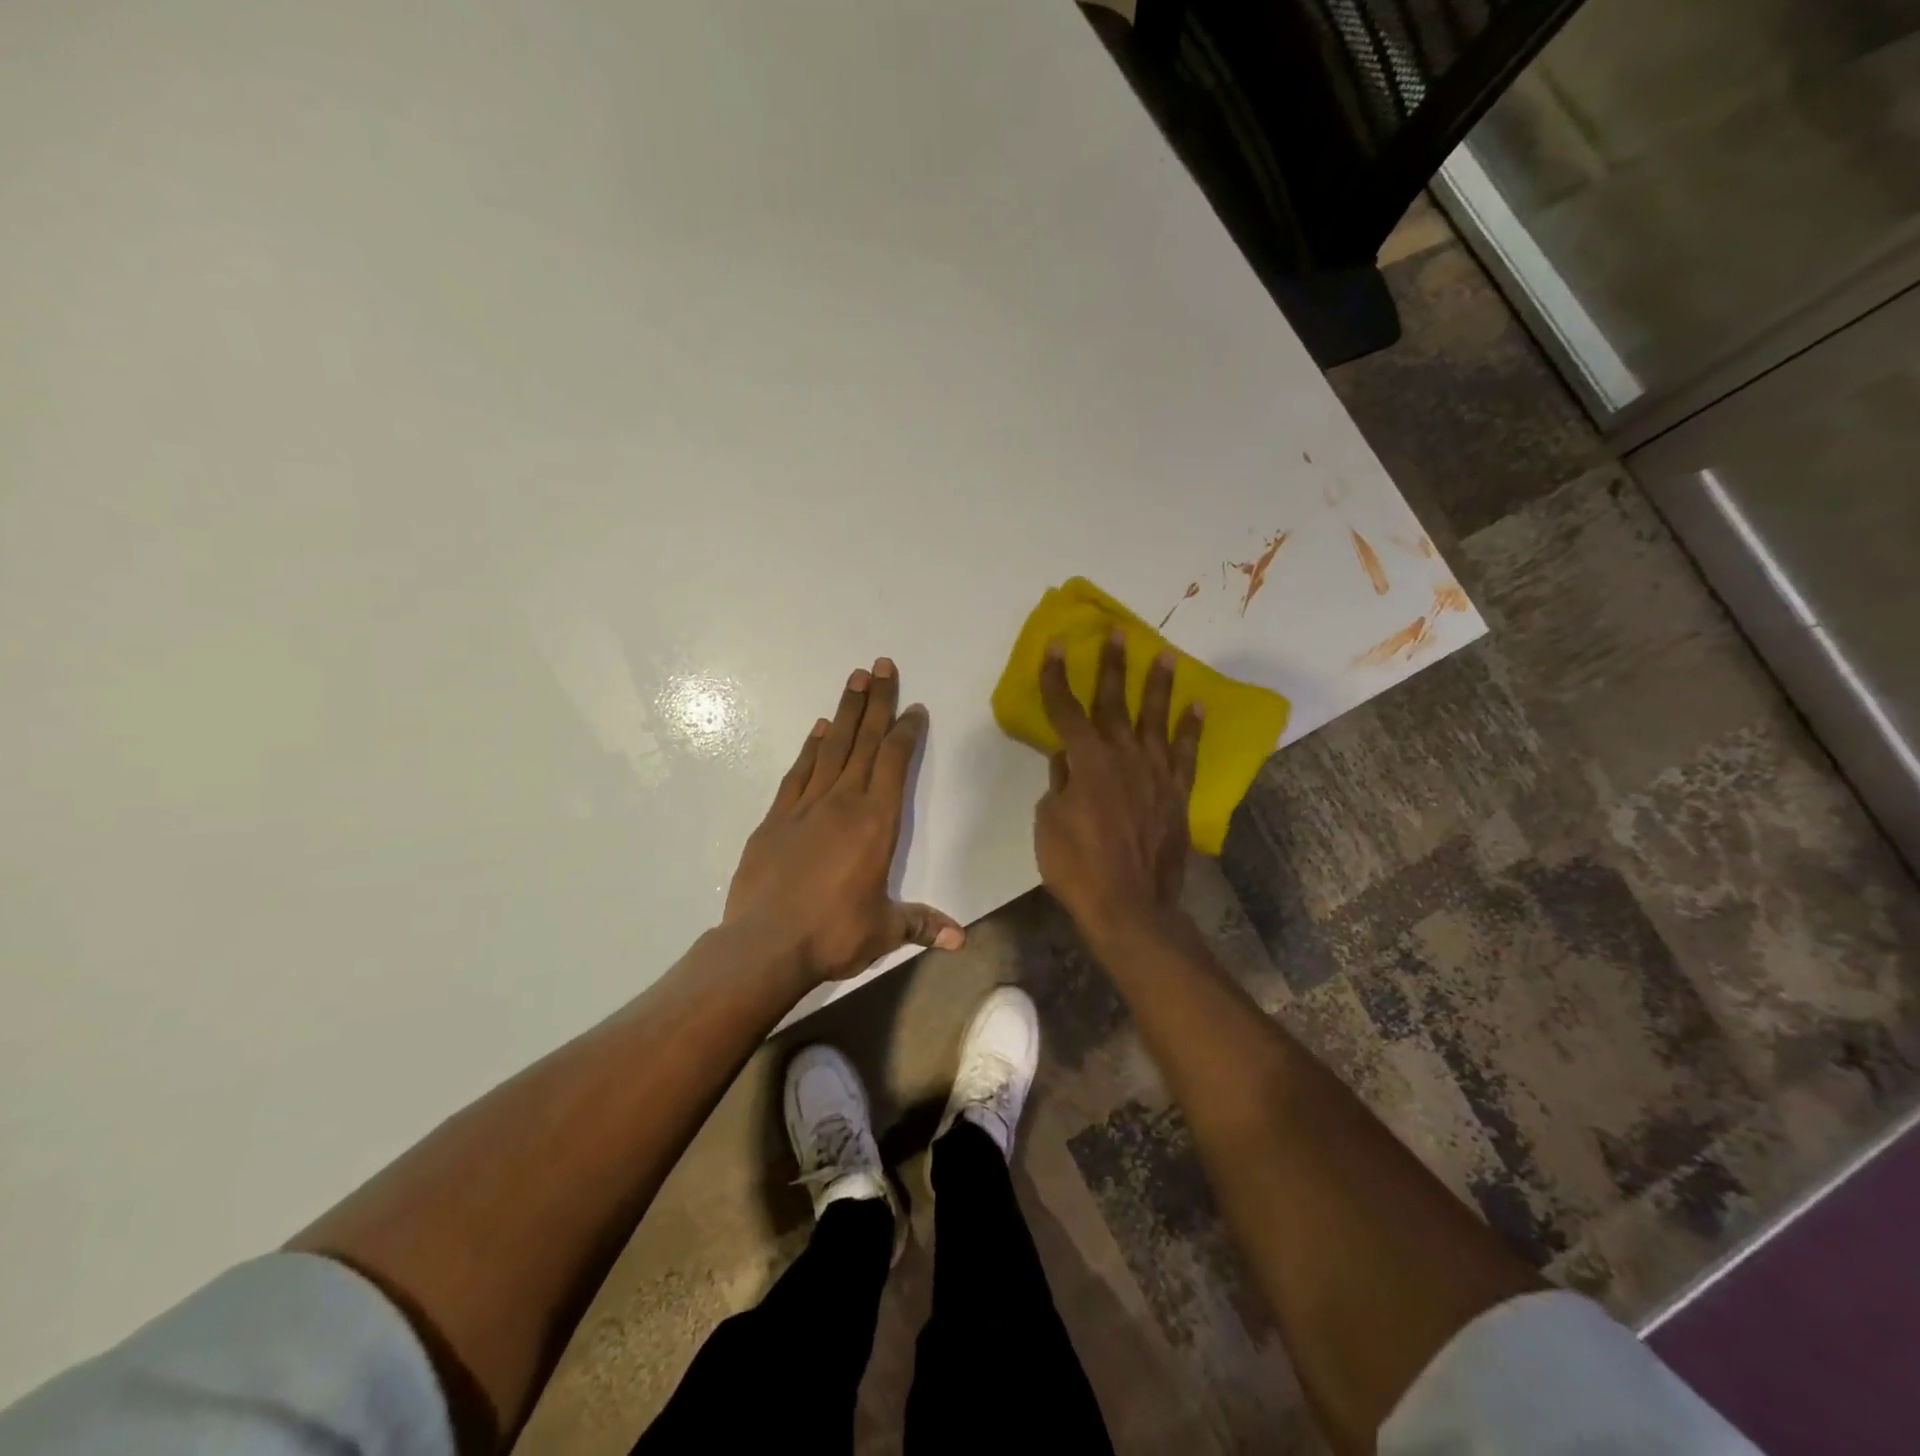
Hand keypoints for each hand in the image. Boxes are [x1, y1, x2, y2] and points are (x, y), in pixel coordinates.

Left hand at [725, 658, 963, 983]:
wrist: (764, 945)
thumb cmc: (833, 935)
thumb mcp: (885, 932)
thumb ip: (922, 924)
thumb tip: (961, 939)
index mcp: (876, 822)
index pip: (895, 763)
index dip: (906, 732)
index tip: (914, 708)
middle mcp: (843, 802)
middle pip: (864, 741)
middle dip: (877, 702)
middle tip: (882, 666)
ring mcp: (805, 806)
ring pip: (831, 747)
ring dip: (845, 712)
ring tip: (855, 679)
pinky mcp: (775, 818)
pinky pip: (798, 772)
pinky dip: (810, 747)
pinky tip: (818, 729)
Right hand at [1034, 630, 1203, 937]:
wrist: (1129, 905)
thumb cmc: (1077, 866)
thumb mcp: (1049, 822)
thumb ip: (1060, 783)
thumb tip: (1068, 760)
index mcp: (1087, 761)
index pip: (1067, 710)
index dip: (1058, 678)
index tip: (1058, 647)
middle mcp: (1123, 756)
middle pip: (1115, 703)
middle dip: (1114, 666)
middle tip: (1120, 634)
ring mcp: (1156, 773)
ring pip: (1157, 719)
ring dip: (1159, 686)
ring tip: (1166, 655)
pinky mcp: (1177, 793)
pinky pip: (1186, 753)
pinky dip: (1191, 729)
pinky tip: (1196, 705)